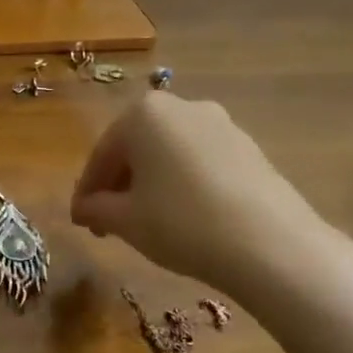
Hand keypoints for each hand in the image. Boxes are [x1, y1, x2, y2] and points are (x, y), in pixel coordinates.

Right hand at [71, 92, 347, 306]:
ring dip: (152, 184)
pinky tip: (185, 217)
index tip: (80, 221)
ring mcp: (221, 124)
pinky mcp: (249, 148)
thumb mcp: (126, 221)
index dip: (87, 191)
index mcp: (143, 113)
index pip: (101, 154)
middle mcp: (182, 106)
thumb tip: (84, 208)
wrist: (272, 246)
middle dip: (119, 185)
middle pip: (136, 148)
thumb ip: (96, 208)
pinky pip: (200, 163)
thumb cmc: (182, 224)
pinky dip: (184, 184)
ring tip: (147, 223)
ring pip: (169, 154)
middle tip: (109, 223)